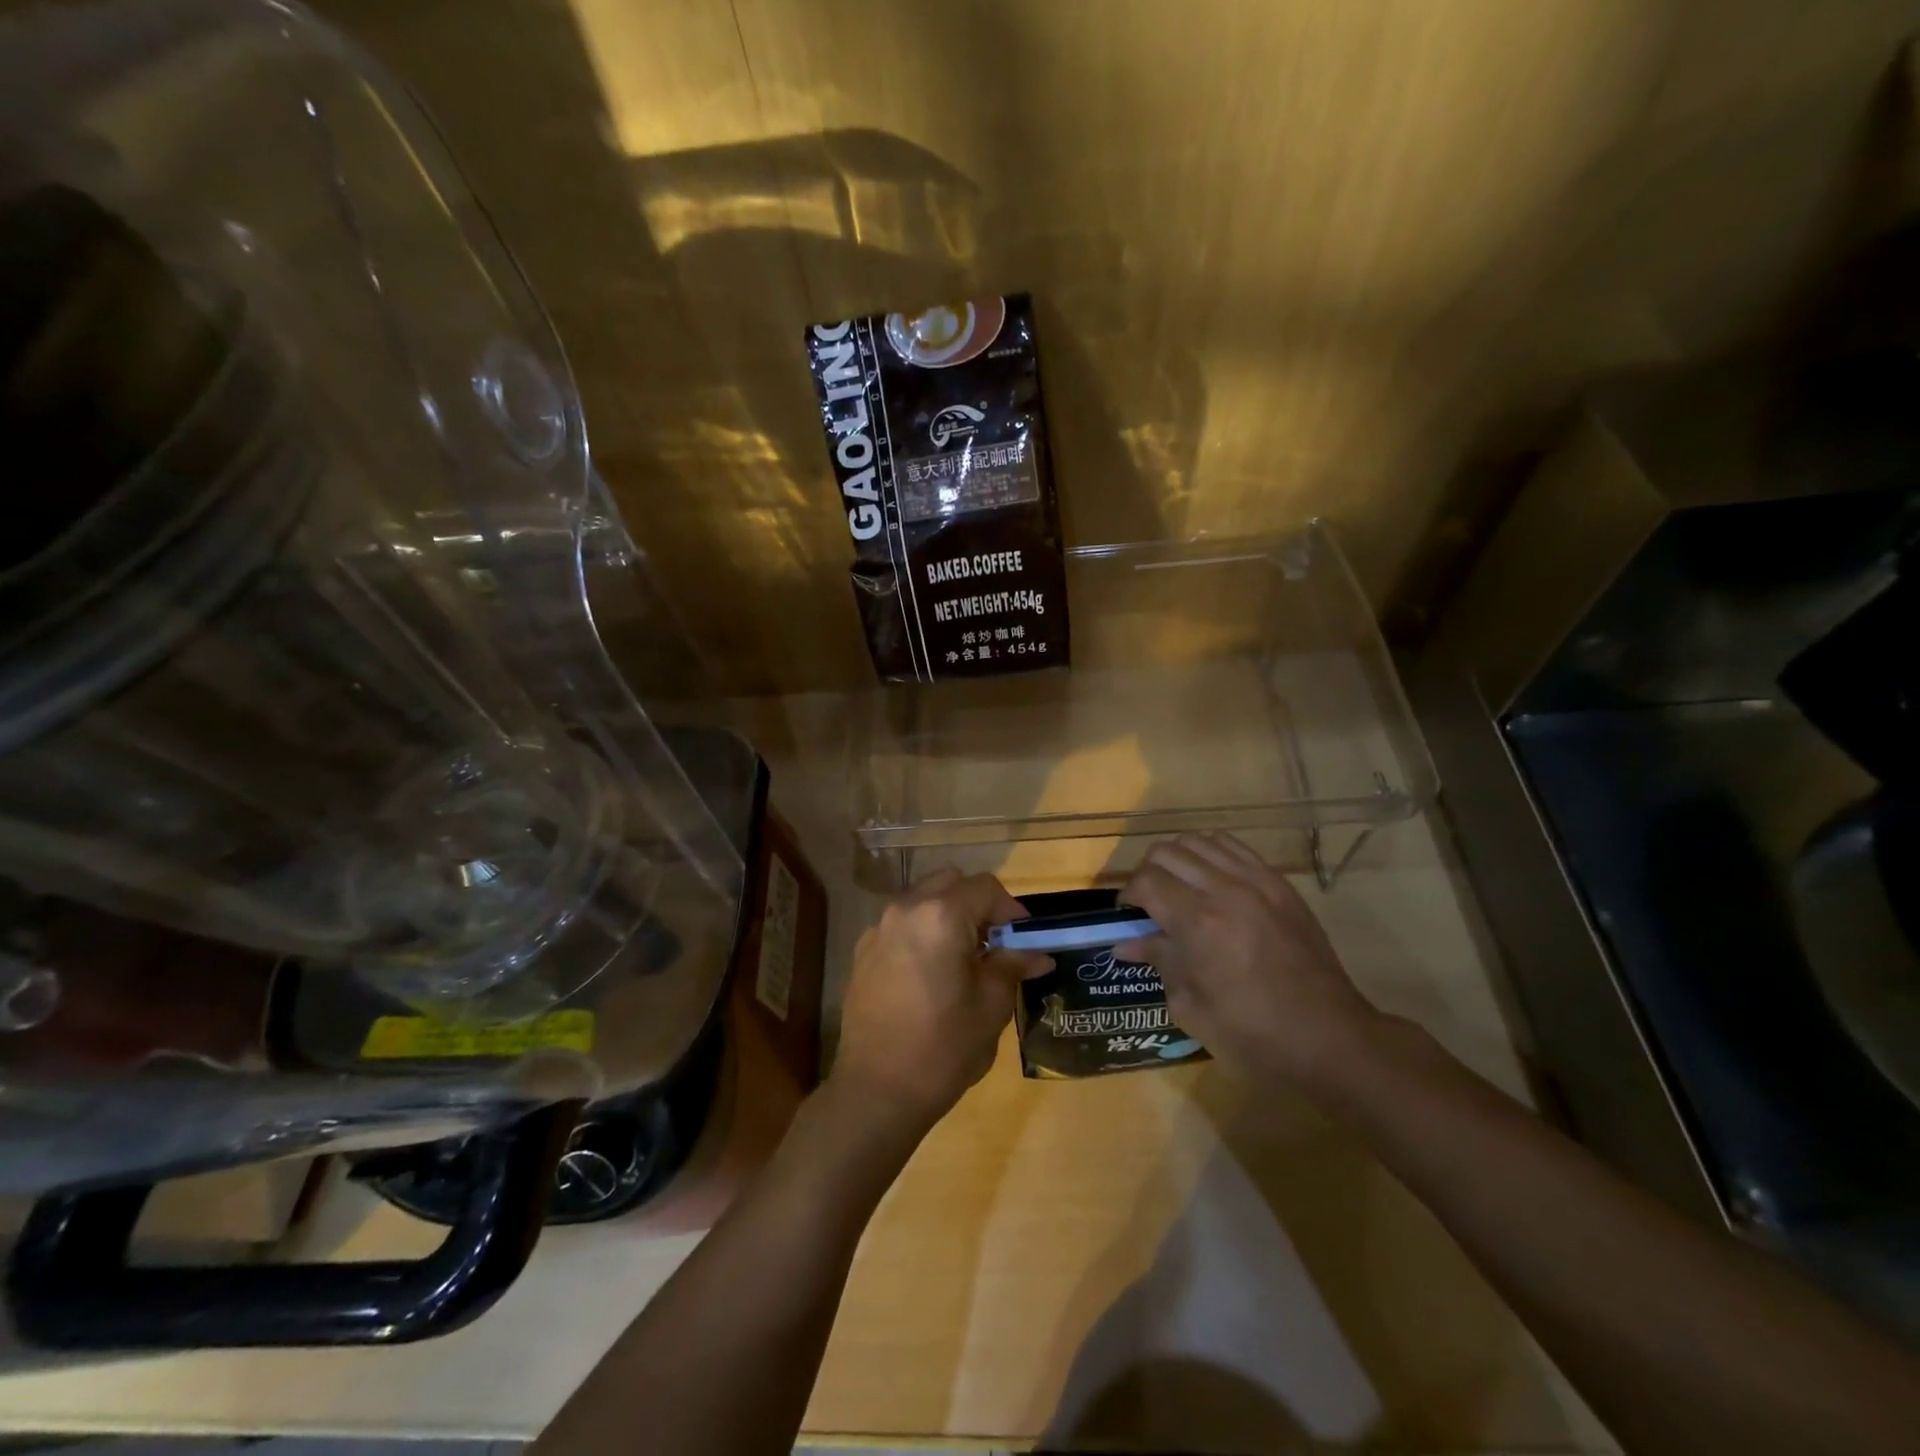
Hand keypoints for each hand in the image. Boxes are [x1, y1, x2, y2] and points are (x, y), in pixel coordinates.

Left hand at [831, 869, 1050, 1136]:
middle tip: (994, 944)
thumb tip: (1038, 954)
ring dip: (949, 916)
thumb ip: (1013, 966)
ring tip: (964, 960)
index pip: (985, 888)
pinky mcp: (863, 952)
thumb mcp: (991, 1006)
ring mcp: (879, 929)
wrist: (876, 1091)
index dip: (1011, 909)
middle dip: (977, 905)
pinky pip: (901, 925)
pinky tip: (931, 975)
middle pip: (950, 883)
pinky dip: (923, 933)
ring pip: (923, 900)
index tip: (1023, 940)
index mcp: (941, 916)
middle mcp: (905, 909)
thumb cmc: (943, 1048)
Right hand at [1115, 832, 1381, 1091]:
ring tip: (1178, 888)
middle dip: (1147, 874)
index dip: (1127, 896)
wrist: (1329, 1037)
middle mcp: (1225, 890)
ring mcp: (1257, 881)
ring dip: (1178, 860)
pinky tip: (1210, 880)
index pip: (1146, 882)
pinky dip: (1211, 854)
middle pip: (1167, 852)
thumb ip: (1159, 962)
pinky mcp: (1280, 884)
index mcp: (1199, 923)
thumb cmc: (1252, 1033)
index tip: (1126, 916)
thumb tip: (1126, 943)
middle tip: (1148, 903)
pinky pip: (1234, 848)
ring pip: (1200, 841)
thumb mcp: (1191, 1006)